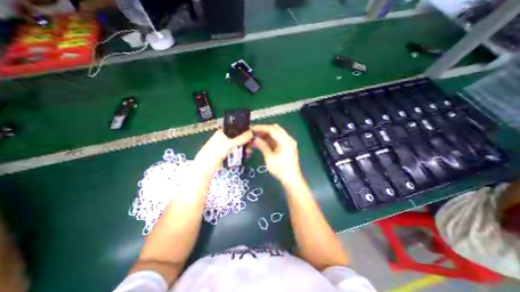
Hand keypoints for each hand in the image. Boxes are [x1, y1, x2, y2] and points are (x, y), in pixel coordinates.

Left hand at [194, 130, 252, 176]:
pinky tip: (246, 155)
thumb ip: (240, 138)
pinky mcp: (227, 154)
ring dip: (245, 147)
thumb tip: (252, 132)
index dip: (245, 130)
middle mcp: (225, 138)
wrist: (205, 168)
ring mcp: (226, 146)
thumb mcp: (228, 144)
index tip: (253, 134)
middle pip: (239, 137)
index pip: (237, 128)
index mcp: (223, 132)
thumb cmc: (215, 152)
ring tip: (250, 152)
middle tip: (253, 144)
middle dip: (246, 141)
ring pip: (239, 144)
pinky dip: (242, 152)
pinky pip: (237, 151)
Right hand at [251, 124, 300, 183]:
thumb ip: (262, 146)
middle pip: (275, 128)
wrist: (291, 179)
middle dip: (264, 129)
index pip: (272, 129)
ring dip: (267, 133)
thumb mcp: (269, 158)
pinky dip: (271, 138)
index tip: (252, 129)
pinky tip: (263, 141)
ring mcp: (289, 142)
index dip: (261, 128)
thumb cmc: (280, 169)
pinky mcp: (288, 146)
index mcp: (285, 141)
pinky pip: (279, 138)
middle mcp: (289, 139)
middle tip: (254, 132)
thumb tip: (255, 139)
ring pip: (277, 133)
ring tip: (257, 136)